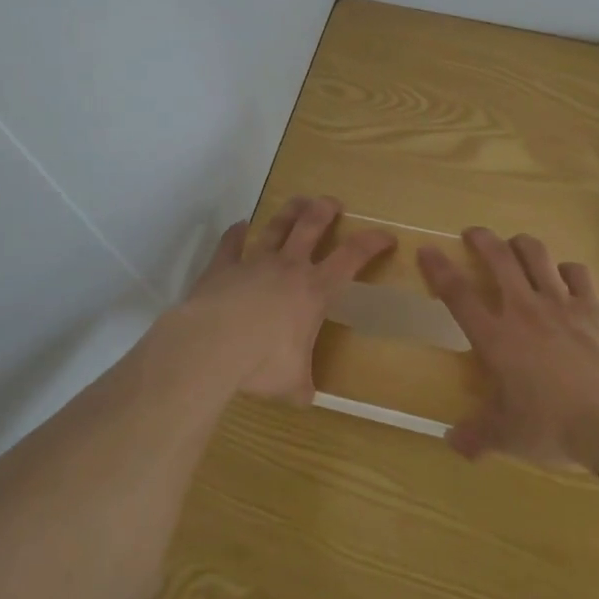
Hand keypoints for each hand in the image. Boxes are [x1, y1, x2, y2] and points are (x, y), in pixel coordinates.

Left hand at [167, 196, 394, 403]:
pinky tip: (239, 226)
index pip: (352, 257)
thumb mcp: (292, 383)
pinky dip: (236, 233)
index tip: (386, 236)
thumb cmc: (262, 363)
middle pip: (311, 225)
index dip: (372, 242)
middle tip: (333, 203)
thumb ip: (301, 385)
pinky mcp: (222, 266)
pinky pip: (231, 244)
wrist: (212, 345)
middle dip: (325, 210)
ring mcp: (253, 262)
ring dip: (289, 211)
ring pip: (275, 226)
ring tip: (298, 201)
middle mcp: (287, 267)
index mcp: (314, 290)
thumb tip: (305, 397)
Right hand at [419, 228, 598, 466]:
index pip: (458, 294)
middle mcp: (524, 309)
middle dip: (482, 239)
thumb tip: (451, 443)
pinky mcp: (593, 306)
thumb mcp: (509, 438)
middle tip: (473, 233)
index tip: (427, 250)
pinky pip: (576, 272)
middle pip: (498, 258)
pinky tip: (564, 276)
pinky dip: (566, 269)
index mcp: (496, 337)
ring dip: (521, 244)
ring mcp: (561, 303)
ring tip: (515, 244)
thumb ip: (477, 436)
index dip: (439, 269)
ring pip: (536, 254)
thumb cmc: (555, 426)